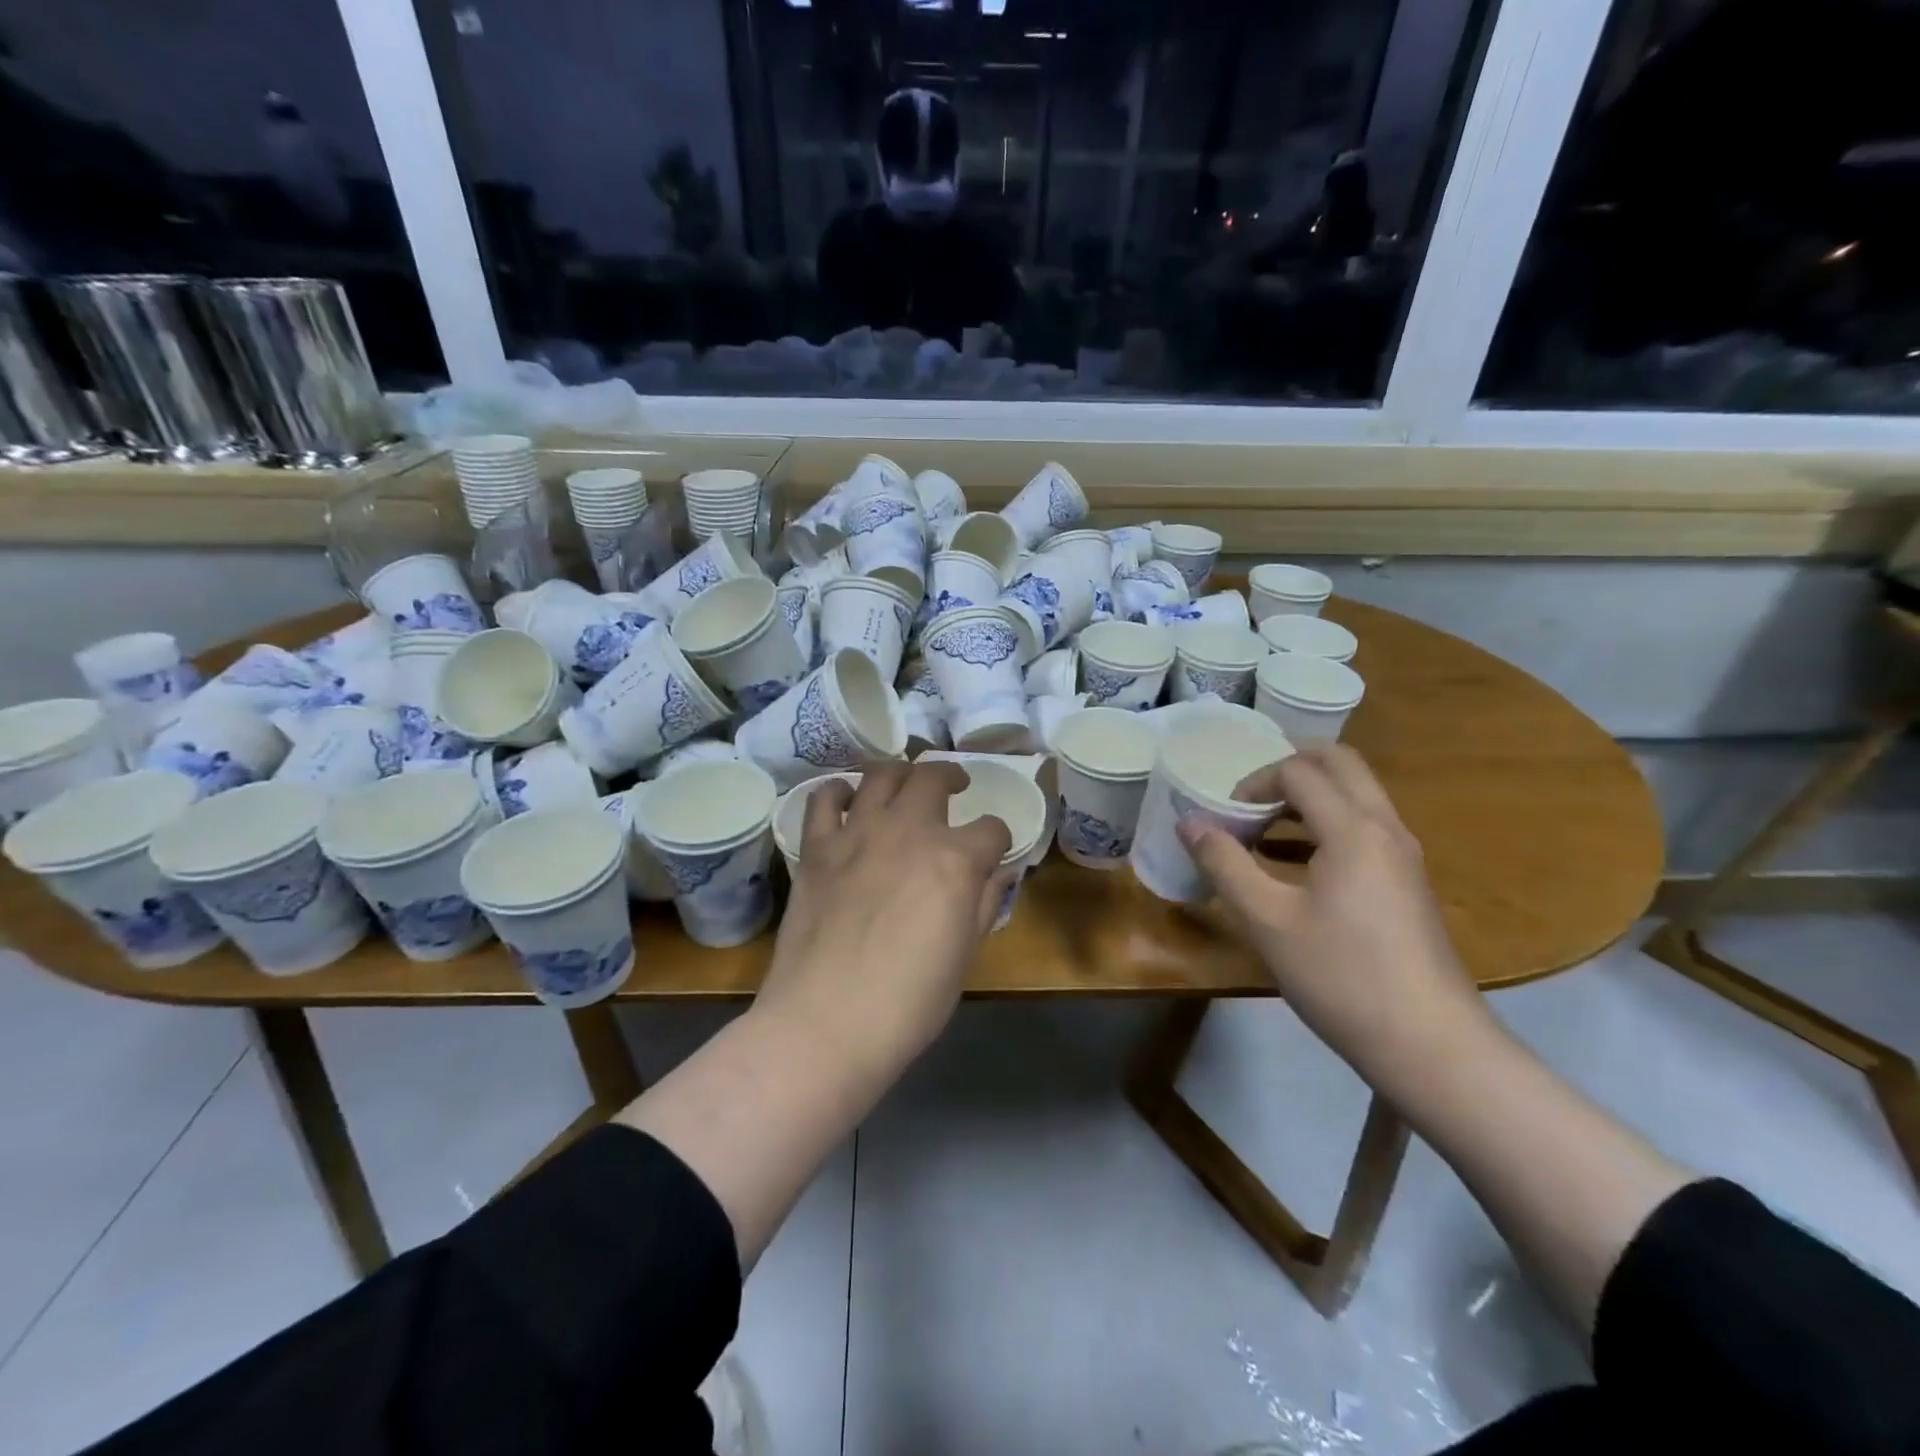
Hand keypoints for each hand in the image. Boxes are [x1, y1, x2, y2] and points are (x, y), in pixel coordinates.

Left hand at [755, 761, 1011, 1081]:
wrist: (827, 1022)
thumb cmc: (909, 1002)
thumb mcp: (965, 955)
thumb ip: (985, 903)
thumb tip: (999, 873)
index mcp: (955, 860)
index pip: (991, 829)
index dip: (998, 840)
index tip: (994, 852)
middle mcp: (909, 831)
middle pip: (935, 778)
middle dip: (952, 777)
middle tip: (956, 787)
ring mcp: (858, 833)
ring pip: (882, 774)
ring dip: (901, 773)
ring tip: (905, 784)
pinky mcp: (817, 847)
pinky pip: (825, 799)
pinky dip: (839, 792)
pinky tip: (848, 801)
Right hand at [1177, 745, 1491, 1079]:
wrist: (1429, 1043)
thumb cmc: (1341, 975)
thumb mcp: (1267, 920)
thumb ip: (1225, 863)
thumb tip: (1189, 822)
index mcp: (1353, 829)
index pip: (1299, 772)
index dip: (1254, 783)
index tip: (1226, 818)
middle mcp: (1385, 828)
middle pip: (1340, 764)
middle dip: (1289, 768)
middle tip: (1249, 798)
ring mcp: (1403, 855)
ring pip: (1356, 795)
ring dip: (1308, 797)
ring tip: (1263, 829)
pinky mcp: (1407, 882)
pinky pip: (1364, 827)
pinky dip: (1326, 825)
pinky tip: (1294, 865)